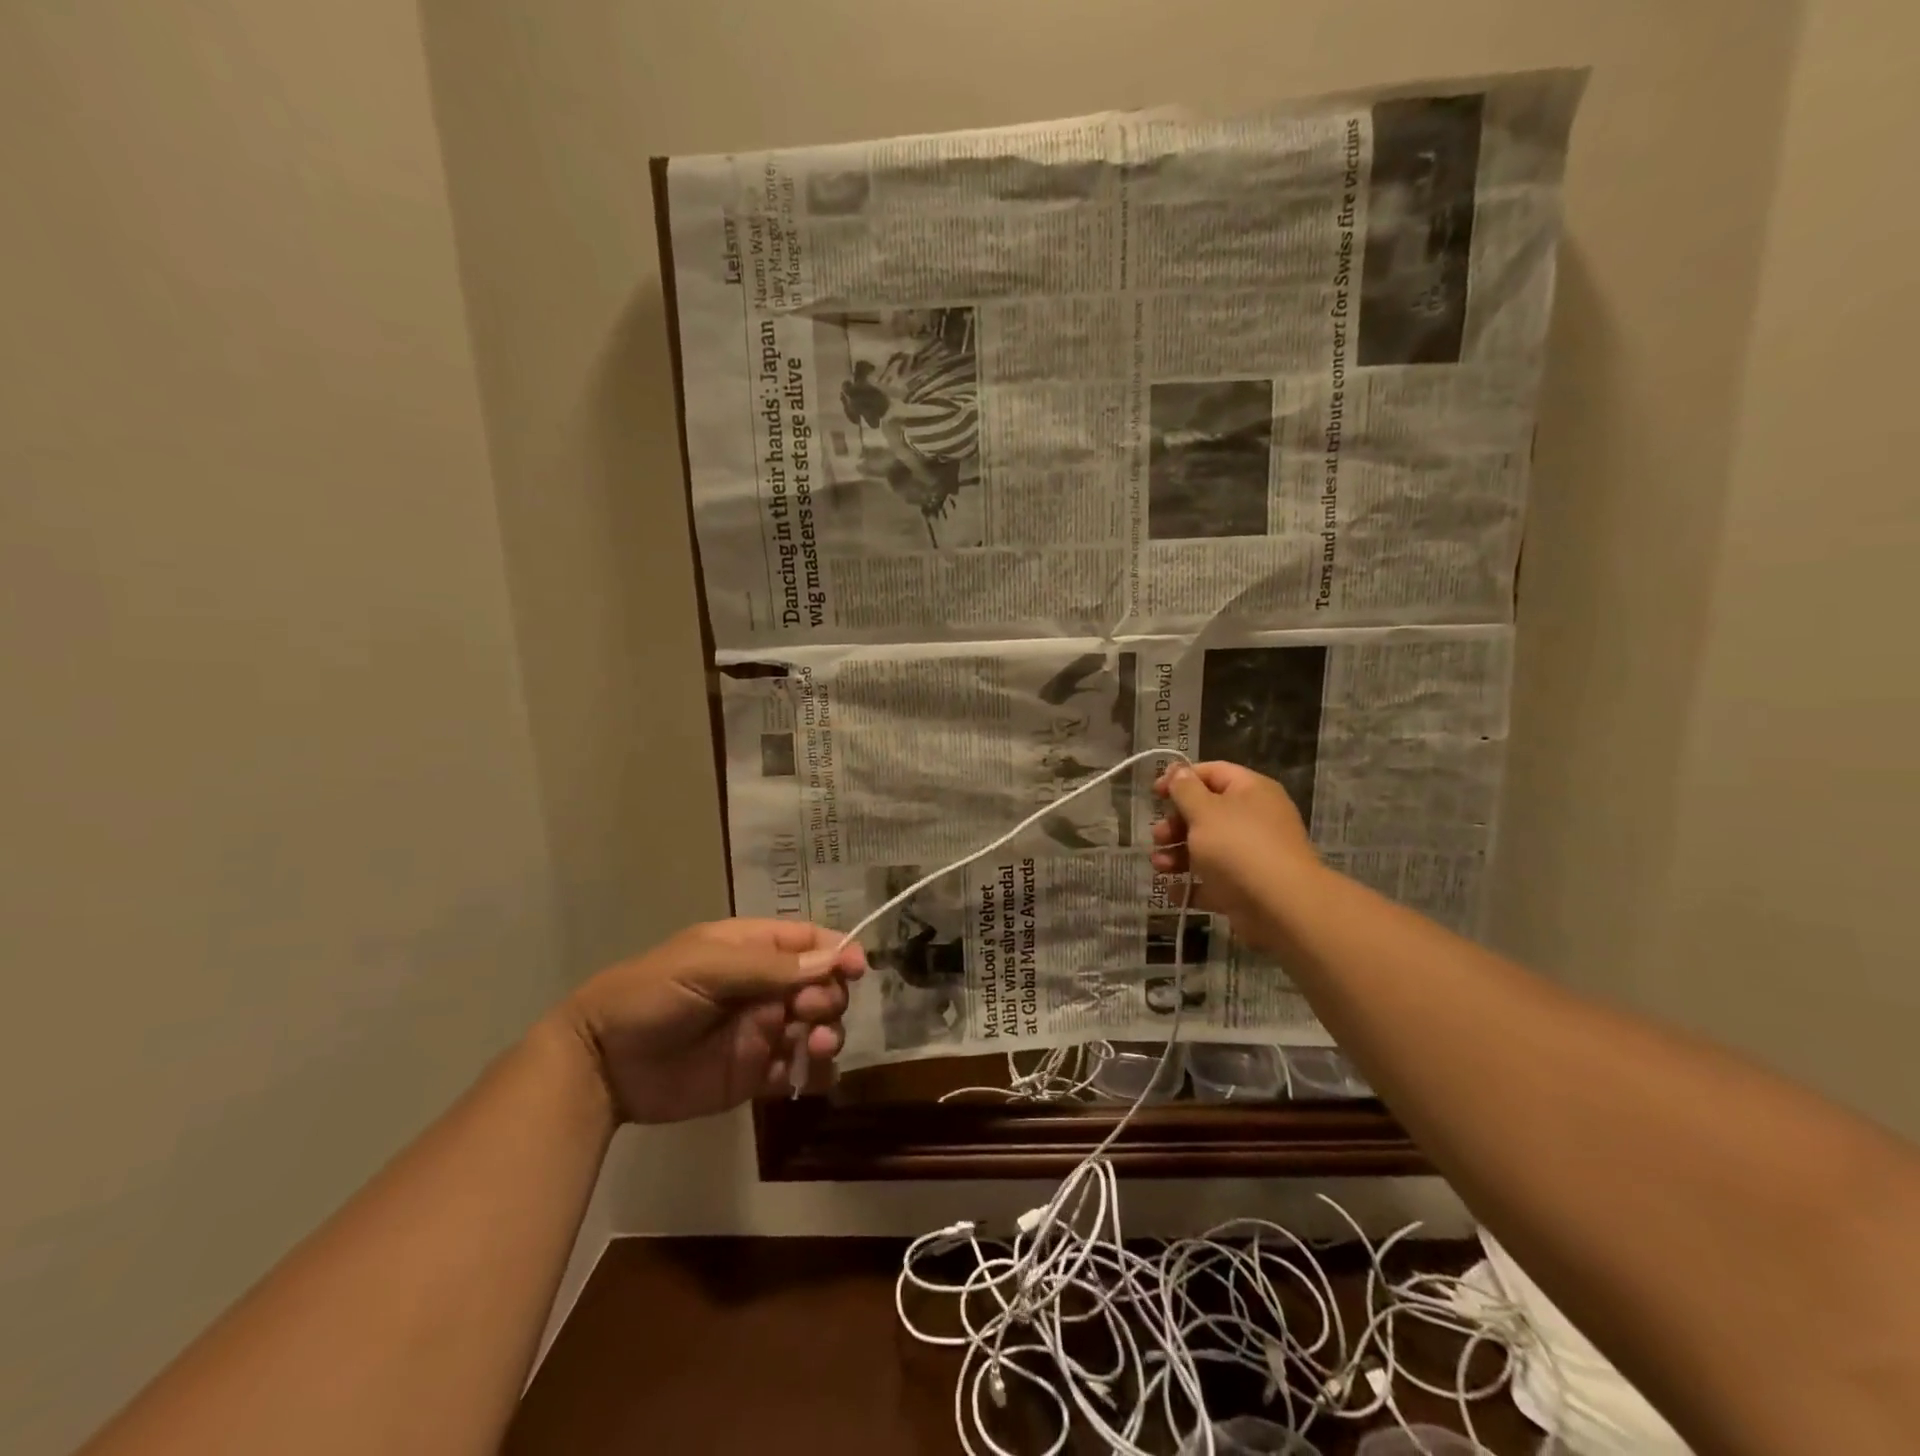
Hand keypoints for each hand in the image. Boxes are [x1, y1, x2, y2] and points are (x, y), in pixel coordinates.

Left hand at [555, 919, 866, 1123]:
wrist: (601, 1065)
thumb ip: (768, 967)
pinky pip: (798, 1073)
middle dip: (830, 996)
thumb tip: (830, 962)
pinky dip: (813, 1075)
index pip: (808, 943)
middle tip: (814, 1013)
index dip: (837, 951)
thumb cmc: (651, 995)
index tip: (858, 968)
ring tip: (813, 1048)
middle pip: (821, 985)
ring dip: (828, 1035)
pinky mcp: (755, 1075)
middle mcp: (765, 988)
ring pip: (817, 1028)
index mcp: (752, 949)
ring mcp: (762, 1032)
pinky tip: (806, 1078)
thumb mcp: (707, 967)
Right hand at [1151, 761, 1320, 952]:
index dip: (1181, 779)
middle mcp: (1254, 819)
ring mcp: (1251, 855)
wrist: (1281, 906)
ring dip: (1178, 855)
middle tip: (1158, 836)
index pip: (1212, 773)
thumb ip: (1185, 789)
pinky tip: (1172, 891)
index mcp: (1250, 791)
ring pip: (1207, 848)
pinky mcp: (1246, 887)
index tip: (1155, 794)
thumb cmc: (1238, 847)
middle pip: (1206, 813)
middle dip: (1176, 824)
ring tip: (1159, 865)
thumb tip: (1178, 771)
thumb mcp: (1204, 810)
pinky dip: (1191, 886)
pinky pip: (1213, 882)